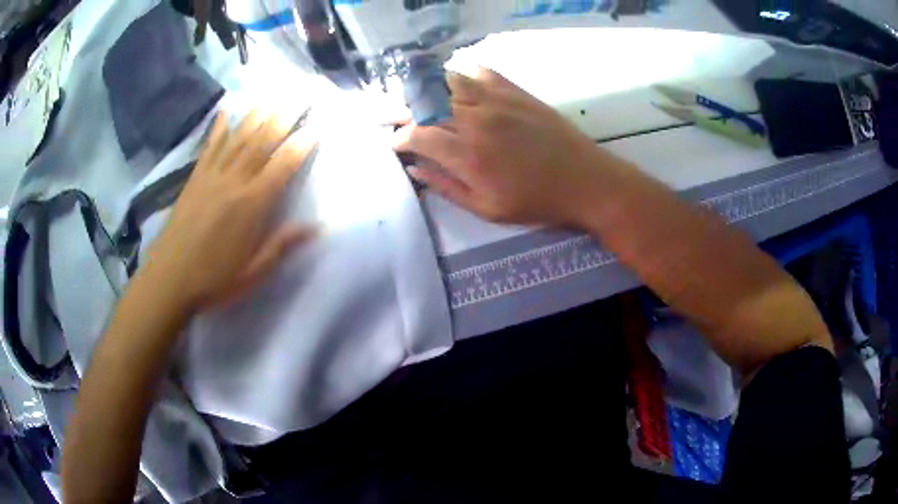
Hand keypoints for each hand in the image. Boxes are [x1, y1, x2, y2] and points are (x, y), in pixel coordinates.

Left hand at [143, 110, 317, 310]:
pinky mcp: (195, 179)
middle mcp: (234, 182)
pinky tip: (224, 112)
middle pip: (261, 144)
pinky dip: (218, 128)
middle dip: (281, 119)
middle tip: (297, 98)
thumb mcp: (253, 271)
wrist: (169, 279)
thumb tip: (317, 227)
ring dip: (255, 117)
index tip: (316, 126)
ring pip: (238, 139)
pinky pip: (209, 147)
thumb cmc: (214, 279)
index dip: (301, 145)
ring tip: (270, 97)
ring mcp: (212, 177)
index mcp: (252, 205)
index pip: (282, 166)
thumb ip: (282, 245)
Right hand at [393, 68, 623, 225]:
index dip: (400, 139)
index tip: (396, 144)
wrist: (585, 181)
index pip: (418, 135)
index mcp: (467, 155)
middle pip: (427, 104)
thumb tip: (416, 169)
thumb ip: (447, 188)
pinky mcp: (516, 91)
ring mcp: (497, 101)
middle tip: (399, 118)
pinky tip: (463, 88)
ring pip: (450, 82)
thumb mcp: (487, 209)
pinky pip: (482, 73)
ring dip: (431, 89)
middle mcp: (477, 120)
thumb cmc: (536, 202)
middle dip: (405, 110)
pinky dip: (466, 77)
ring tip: (425, 101)